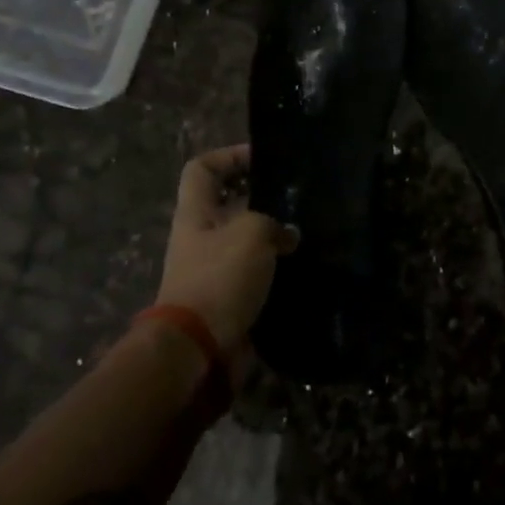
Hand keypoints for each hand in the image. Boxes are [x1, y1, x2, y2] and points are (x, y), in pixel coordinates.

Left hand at [156, 144, 297, 352]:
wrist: (200, 348)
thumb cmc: (219, 279)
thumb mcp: (251, 233)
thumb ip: (273, 223)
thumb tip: (287, 235)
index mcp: (196, 213)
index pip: (202, 168)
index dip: (229, 156)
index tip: (263, 159)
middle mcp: (203, 237)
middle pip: (228, 203)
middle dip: (261, 196)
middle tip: (296, 195)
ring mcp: (215, 268)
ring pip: (246, 238)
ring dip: (274, 234)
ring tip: (307, 227)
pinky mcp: (231, 297)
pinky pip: (257, 272)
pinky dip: (277, 267)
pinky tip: (305, 264)